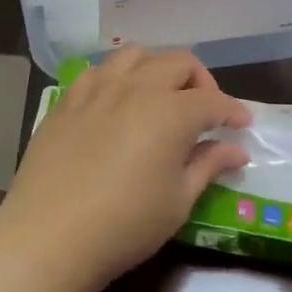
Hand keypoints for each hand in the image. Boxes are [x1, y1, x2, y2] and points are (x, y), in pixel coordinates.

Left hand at [0, 47, 250, 291]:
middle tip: (206, 111)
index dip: (232, 111)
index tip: (242, 126)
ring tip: (161, 96)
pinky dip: (118, 76)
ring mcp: (97, 88)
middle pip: (178, 62)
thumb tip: (234, 150)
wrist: (48, 236)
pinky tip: (117, 101)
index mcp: (170, 112)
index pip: (212, 100)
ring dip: (158, 68)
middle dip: (201, 81)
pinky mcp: (68, 99)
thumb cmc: (124, 225)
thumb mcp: (177, 202)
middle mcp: (136, 87)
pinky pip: (99, 70)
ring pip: (136, 54)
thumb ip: (207, 166)